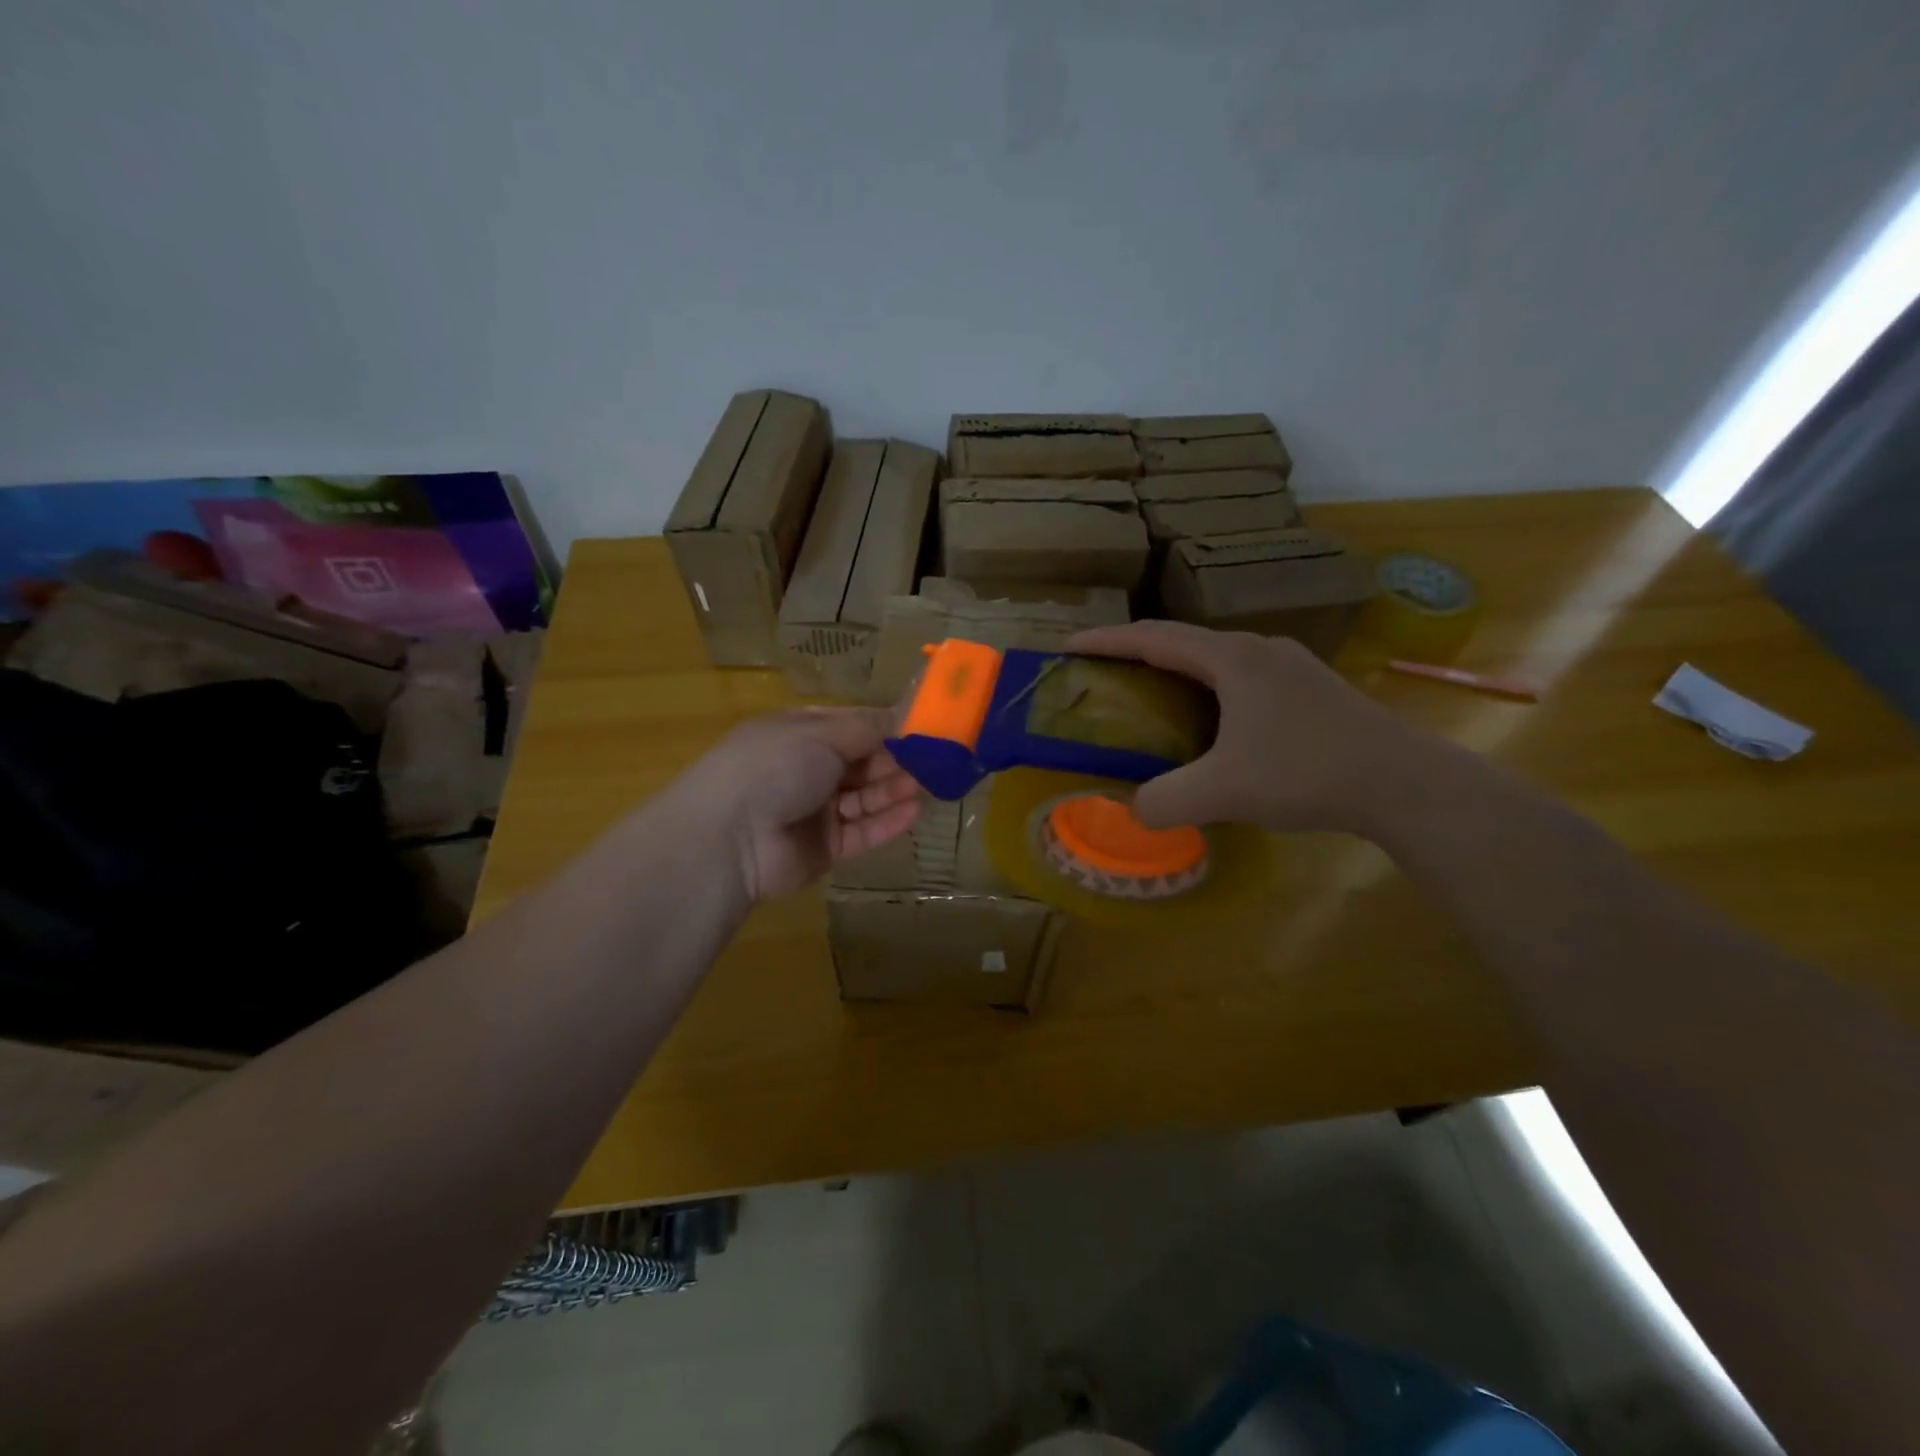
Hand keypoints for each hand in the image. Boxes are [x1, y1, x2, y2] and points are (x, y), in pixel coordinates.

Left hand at [670, 707, 922, 902]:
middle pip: (860, 763)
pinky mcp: (823, 848)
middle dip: (895, 760)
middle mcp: (806, 770)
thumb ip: (867, 728)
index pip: (849, 726)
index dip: (884, 726)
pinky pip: (861, 832)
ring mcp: (814, 811)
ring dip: (895, 789)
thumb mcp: (821, 733)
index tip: (922, 726)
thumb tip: (902, 715)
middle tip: (935, 758)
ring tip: (931, 783)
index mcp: (798, 734)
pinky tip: (915, 811)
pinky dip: (887, 822)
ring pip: (864, 798)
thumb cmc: (774, 766)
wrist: (731, 836)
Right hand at [1068, 621, 1440, 837]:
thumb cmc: (1308, 773)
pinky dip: (1209, 690)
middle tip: (1104, 678)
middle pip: (1183, 642)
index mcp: (1232, 659)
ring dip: (1176, 673)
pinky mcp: (1310, 688)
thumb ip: (1164, 801)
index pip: (1154, 637)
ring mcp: (1290, 665)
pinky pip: (1242, 678)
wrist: (1404, 783)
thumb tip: (1132, 810)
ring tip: (1150, 700)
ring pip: (1216, 660)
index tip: (1069, 646)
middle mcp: (1259, 649)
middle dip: (1138, 655)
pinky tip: (1211, 724)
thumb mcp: (1223, 792)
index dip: (1107, 640)